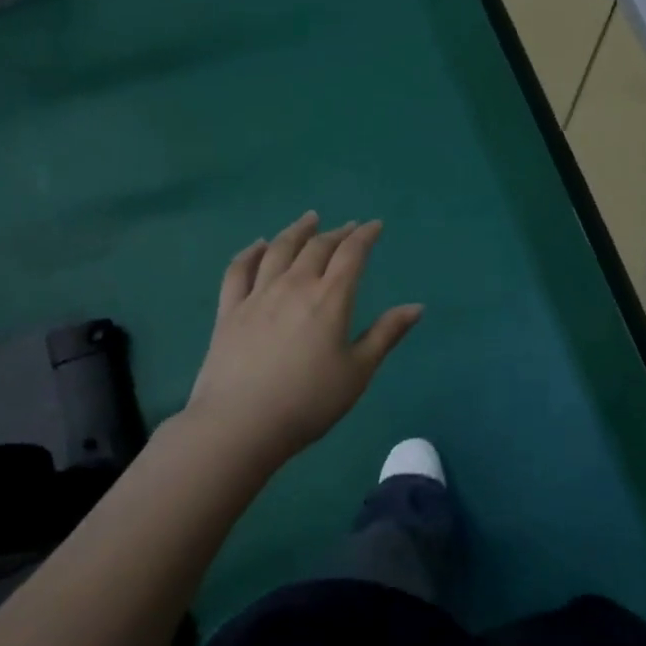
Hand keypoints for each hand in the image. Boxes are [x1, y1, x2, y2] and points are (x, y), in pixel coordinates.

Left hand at [187, 211, 421, 460]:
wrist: (240, 425)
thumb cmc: (308, 402)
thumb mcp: (358, 372)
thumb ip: (386, 334)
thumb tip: (417, 307)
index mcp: (330, 298)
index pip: (351, 254)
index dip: (365, 236)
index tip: (374, 225)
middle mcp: (294, 286)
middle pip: (317, 247)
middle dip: (336, 233)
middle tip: (348, 227)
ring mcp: (257, 295)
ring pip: (278, 250)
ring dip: (297, 231)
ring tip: (308, 220)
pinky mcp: (229, 311)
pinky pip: (239, 270)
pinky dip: (250, 252)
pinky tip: (258, 245)